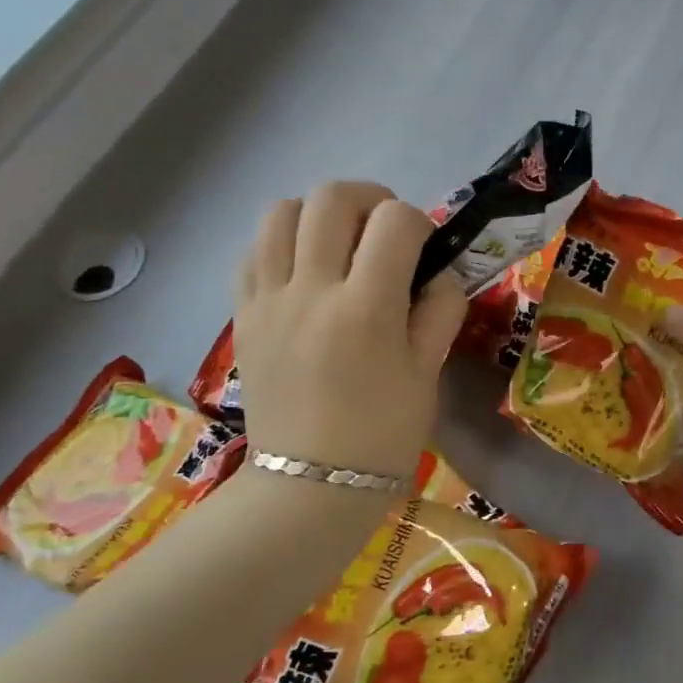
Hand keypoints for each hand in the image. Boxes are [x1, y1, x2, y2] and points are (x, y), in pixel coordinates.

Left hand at [233, 182, 466, 482]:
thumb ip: (440, 310)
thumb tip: (437, 273)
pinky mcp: (242, 314)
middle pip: (332, 198)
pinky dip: (281, 242)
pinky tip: (302, 269)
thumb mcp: (429, 372)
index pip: (395, 222)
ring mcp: (268, 300)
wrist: (309, 485)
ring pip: (280, 211)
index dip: (419, 222)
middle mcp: (311, 291)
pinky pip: (253, 249)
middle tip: (384, 230)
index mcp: (367, 309)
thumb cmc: (383, 434)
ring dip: (318, 213)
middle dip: (370, 199)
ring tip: (338, 243)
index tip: (424, 247)